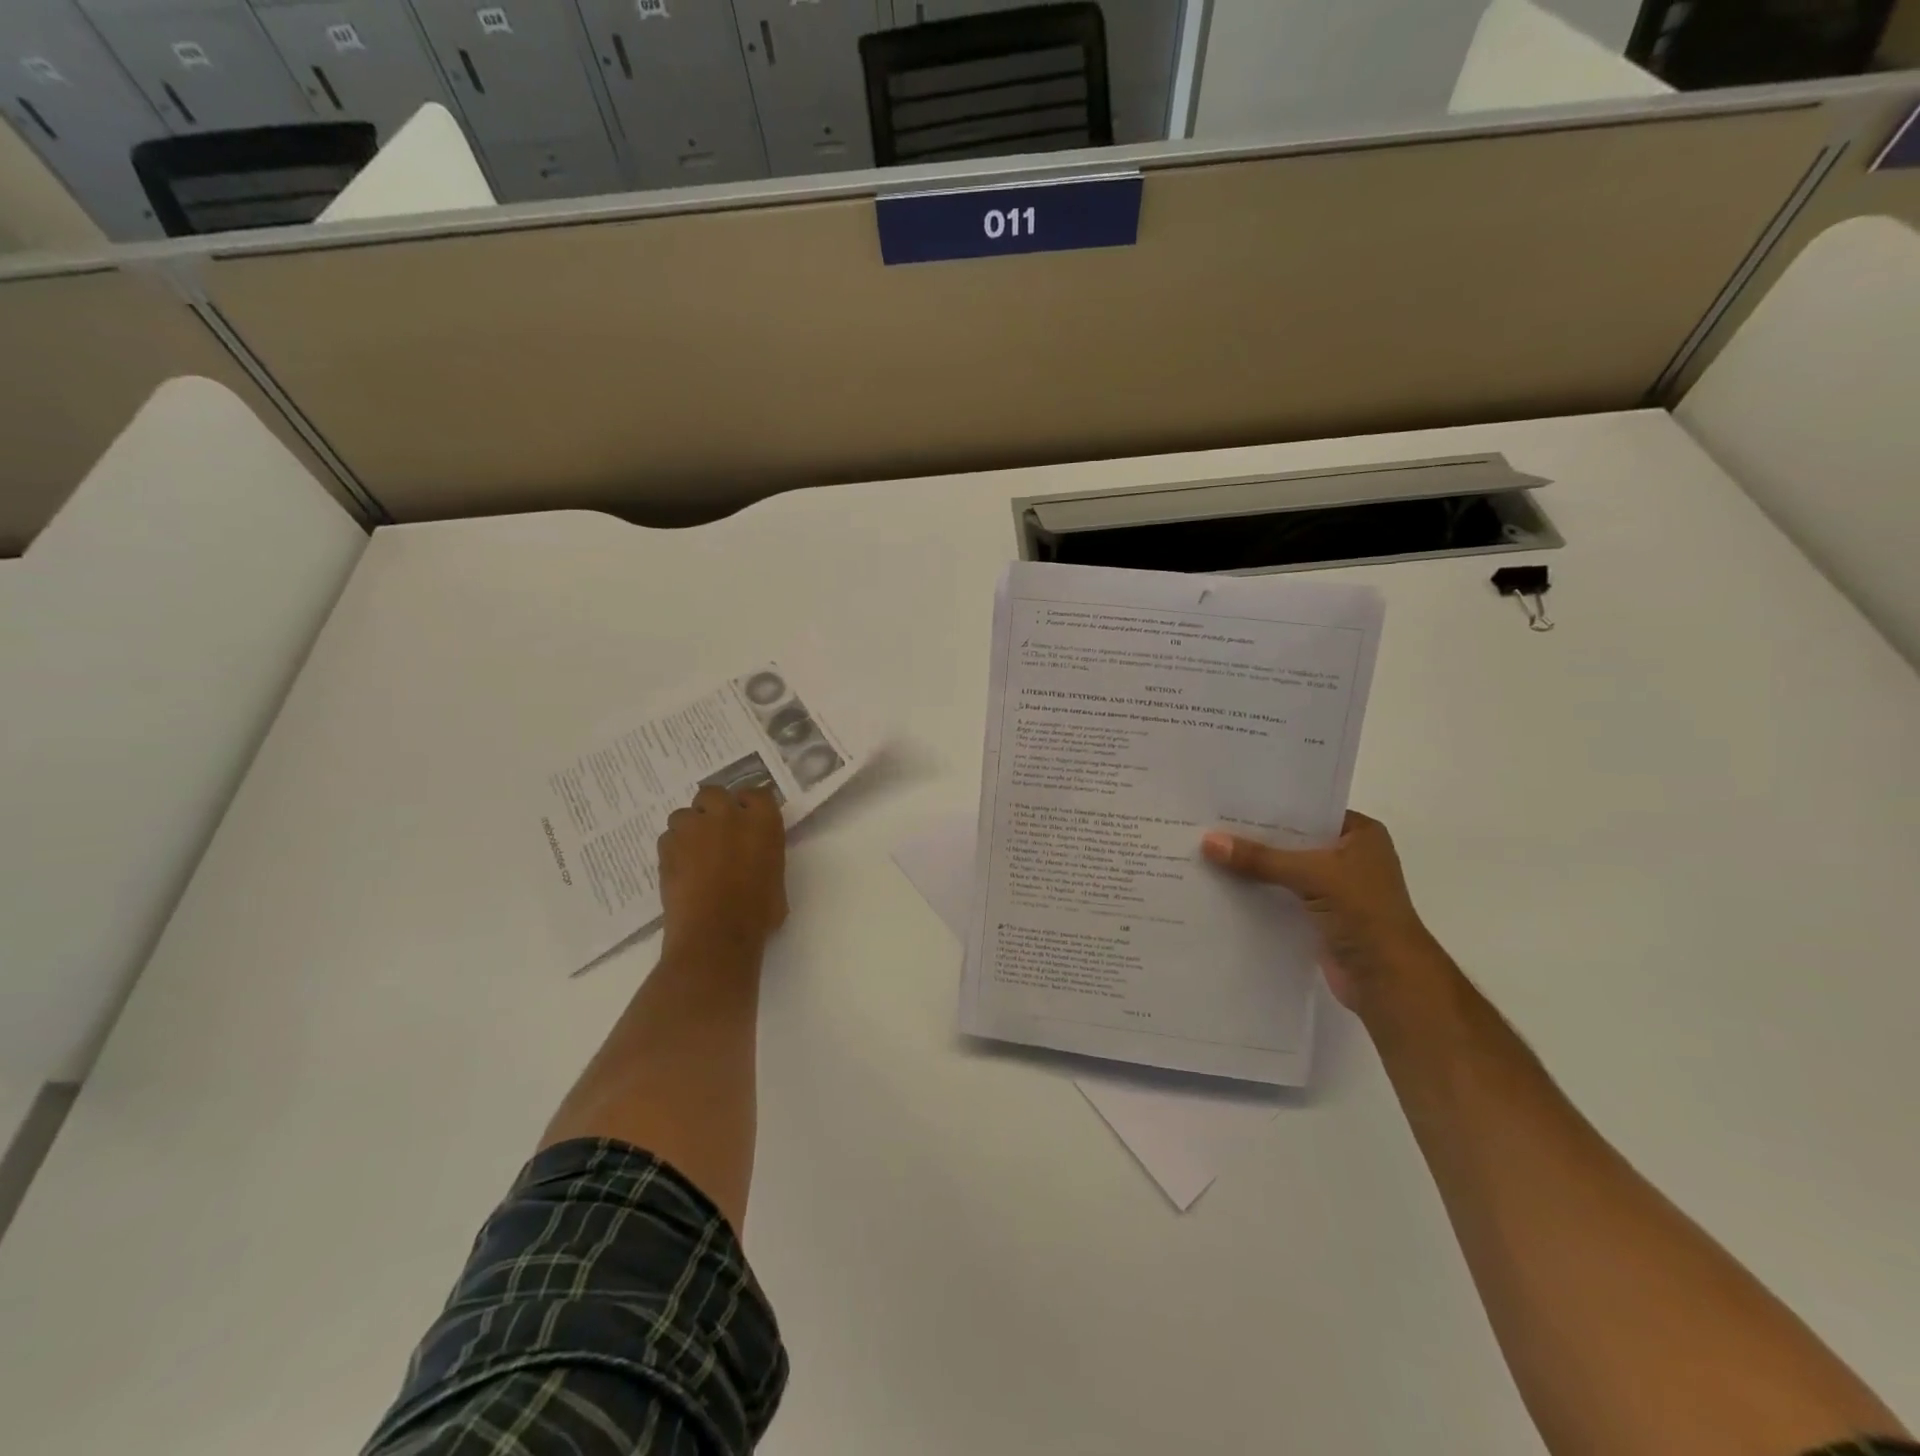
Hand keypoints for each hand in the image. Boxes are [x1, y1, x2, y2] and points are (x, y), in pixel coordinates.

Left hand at [658, 785, 787, 956]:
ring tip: (692, 851)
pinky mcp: (667, 845)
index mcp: (763, 821)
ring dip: (689, 827)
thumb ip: (765, 856)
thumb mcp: (776, 879)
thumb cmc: (757, 913)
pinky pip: (668, 837)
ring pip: (685, 813)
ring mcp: (694, 827)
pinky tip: (679, 868)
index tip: (747, 820)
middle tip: (716, 832)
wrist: (716, 934)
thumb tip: (755, 858)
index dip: (748, 806)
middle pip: (715, 793)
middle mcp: (728, 815)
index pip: (757, 794)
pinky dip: (673, 848)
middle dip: (713, 808)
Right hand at [1201, 811, 1445, 1011]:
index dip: (1270, 806)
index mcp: (1360, 834)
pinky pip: (1280, 896)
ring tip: (1206, 852)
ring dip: (1253, 867)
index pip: (1308, 810)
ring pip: (1284, 870)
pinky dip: (1257, 893)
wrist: (1388, 979)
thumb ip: (1260, 858)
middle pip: (1292, 841)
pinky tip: (1221, 886)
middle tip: (1208, 824)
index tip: (1228, 800)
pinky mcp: (1318, 916)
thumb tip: (1208, 841)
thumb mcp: (1311, 874)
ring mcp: (1334, 889)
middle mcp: (1348, 856)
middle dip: (1255, 837)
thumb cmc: (1364, 912)